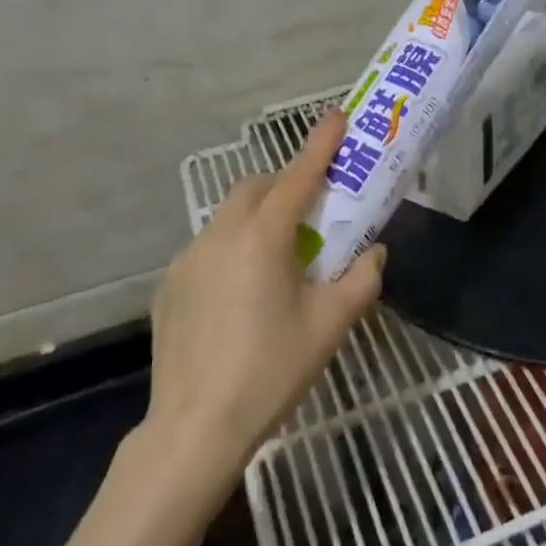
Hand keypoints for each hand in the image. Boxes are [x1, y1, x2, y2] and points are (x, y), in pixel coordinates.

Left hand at [144, 112, 385, 487]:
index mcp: (263, 238)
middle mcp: (221, 236)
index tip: (337, 117)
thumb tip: (375, 252)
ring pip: (229, 217)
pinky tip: (243, 292)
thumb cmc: (271, 371)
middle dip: (286, 184)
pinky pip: (208, 248)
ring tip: (280, 256)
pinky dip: (233, 248)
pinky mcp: (170, 286)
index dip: (321, 145)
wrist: (195, 428)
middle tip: (313, 209)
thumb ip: (361, 280)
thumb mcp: (330, 326)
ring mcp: (188, 260)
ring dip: (258, 217)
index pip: (298, 177)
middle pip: (256, 189)